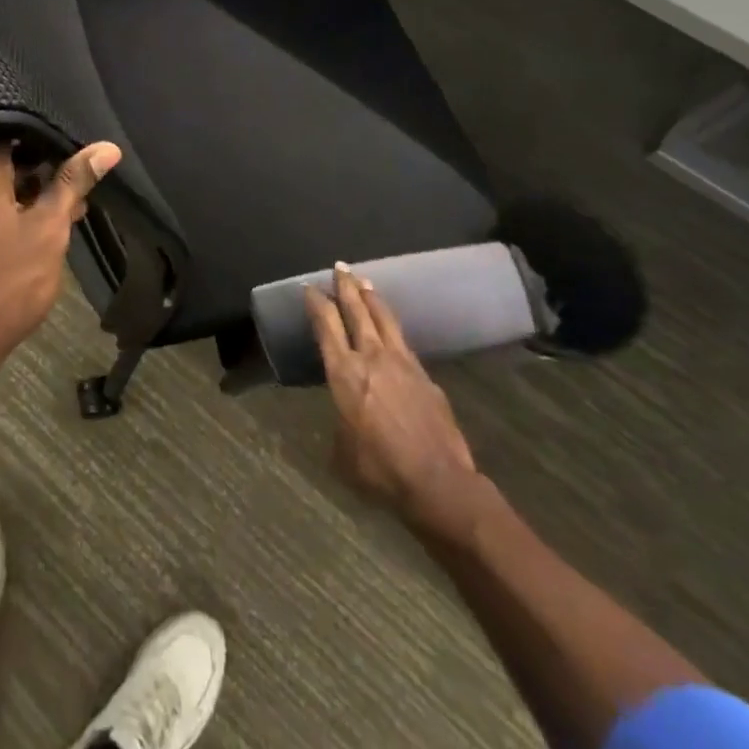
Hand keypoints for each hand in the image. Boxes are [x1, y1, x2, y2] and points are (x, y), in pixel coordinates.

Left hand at [0, 135, 121, 386]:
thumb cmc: (5, 285)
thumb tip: (106, 148)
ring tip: (34, 236)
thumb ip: (73, 183)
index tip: (64, 171)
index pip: (10, 135)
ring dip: (3, 203)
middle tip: (61, 212)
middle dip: (28, 183)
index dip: (41, 150)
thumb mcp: (48, 232)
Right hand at [306, 265, 493, 549]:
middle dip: (346, 286)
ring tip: (365, 282)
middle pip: (357, 311)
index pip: (326, 326)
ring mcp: (403, 363)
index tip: (309, 288)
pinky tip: (392, 330)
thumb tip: (345, 419)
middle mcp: (372, 357)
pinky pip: (404, 342)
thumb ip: (340, 424)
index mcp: (344, 373)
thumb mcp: (342, 451)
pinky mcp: (426, 376)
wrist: (439, 482)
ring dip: (372, 298)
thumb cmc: (380, 470)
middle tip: (340, 267)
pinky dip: (392, 327)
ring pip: (384, 319)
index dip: (316, 303)